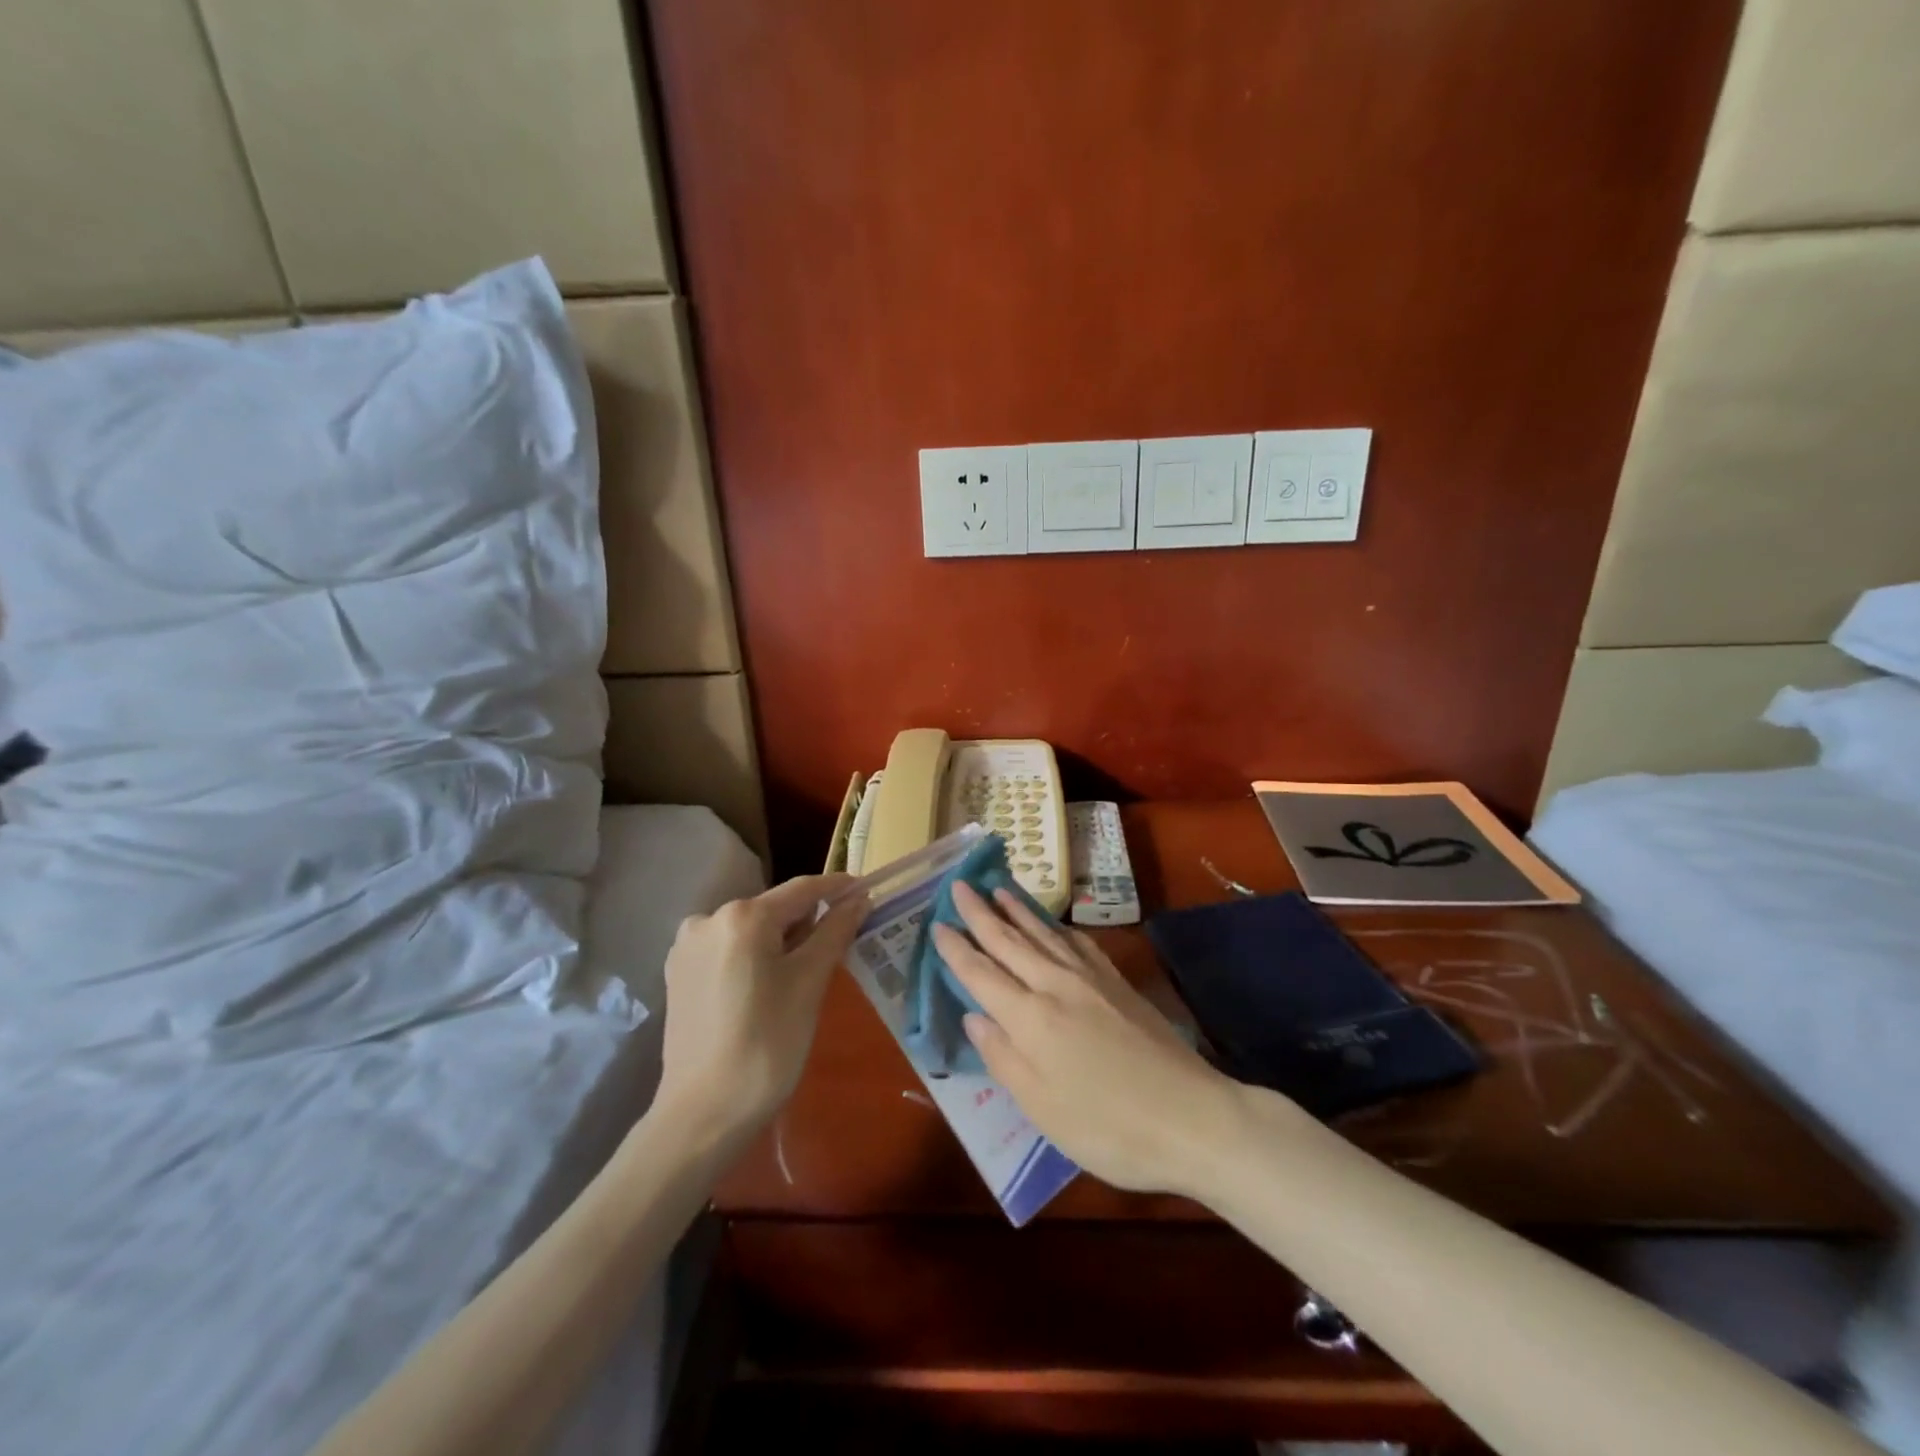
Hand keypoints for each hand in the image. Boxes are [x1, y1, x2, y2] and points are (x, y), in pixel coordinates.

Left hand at [655, 873, 865, 1146]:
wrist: (703, 1114)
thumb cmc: (767, 1044)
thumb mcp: (810, 983)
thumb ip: (835, 931)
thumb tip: (859, 899)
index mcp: (742, 916)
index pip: (802, 889)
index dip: (838, 888)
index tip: (866, 890)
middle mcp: (708, 918)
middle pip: (774, 908)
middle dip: (809, 921)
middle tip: (843, 942)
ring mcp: (687, 947)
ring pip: (751, 930)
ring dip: (782, 941)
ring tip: (808, 970)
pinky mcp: (678, 974)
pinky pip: (729, 951)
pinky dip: (755, 957)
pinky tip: (769, 986)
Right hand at [932, 882, 1246, 1197]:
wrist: (1191, 1117)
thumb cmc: (1107, 1127)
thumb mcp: (1041, 1108)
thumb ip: (1003, 1057)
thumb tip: (974, 1017)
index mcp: (1030, 1018)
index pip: (982, 974)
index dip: (956, 949)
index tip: (937, 924)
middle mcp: (1056, 985)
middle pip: (1009, 942)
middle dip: (980, 913)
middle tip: (959, 885)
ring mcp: (1090, 979)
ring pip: (1043, 934)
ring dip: (1017, 910)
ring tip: (998, 888)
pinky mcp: (1117, 983)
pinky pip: (1077, 942)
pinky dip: (1057, 927)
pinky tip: (1053, 924)